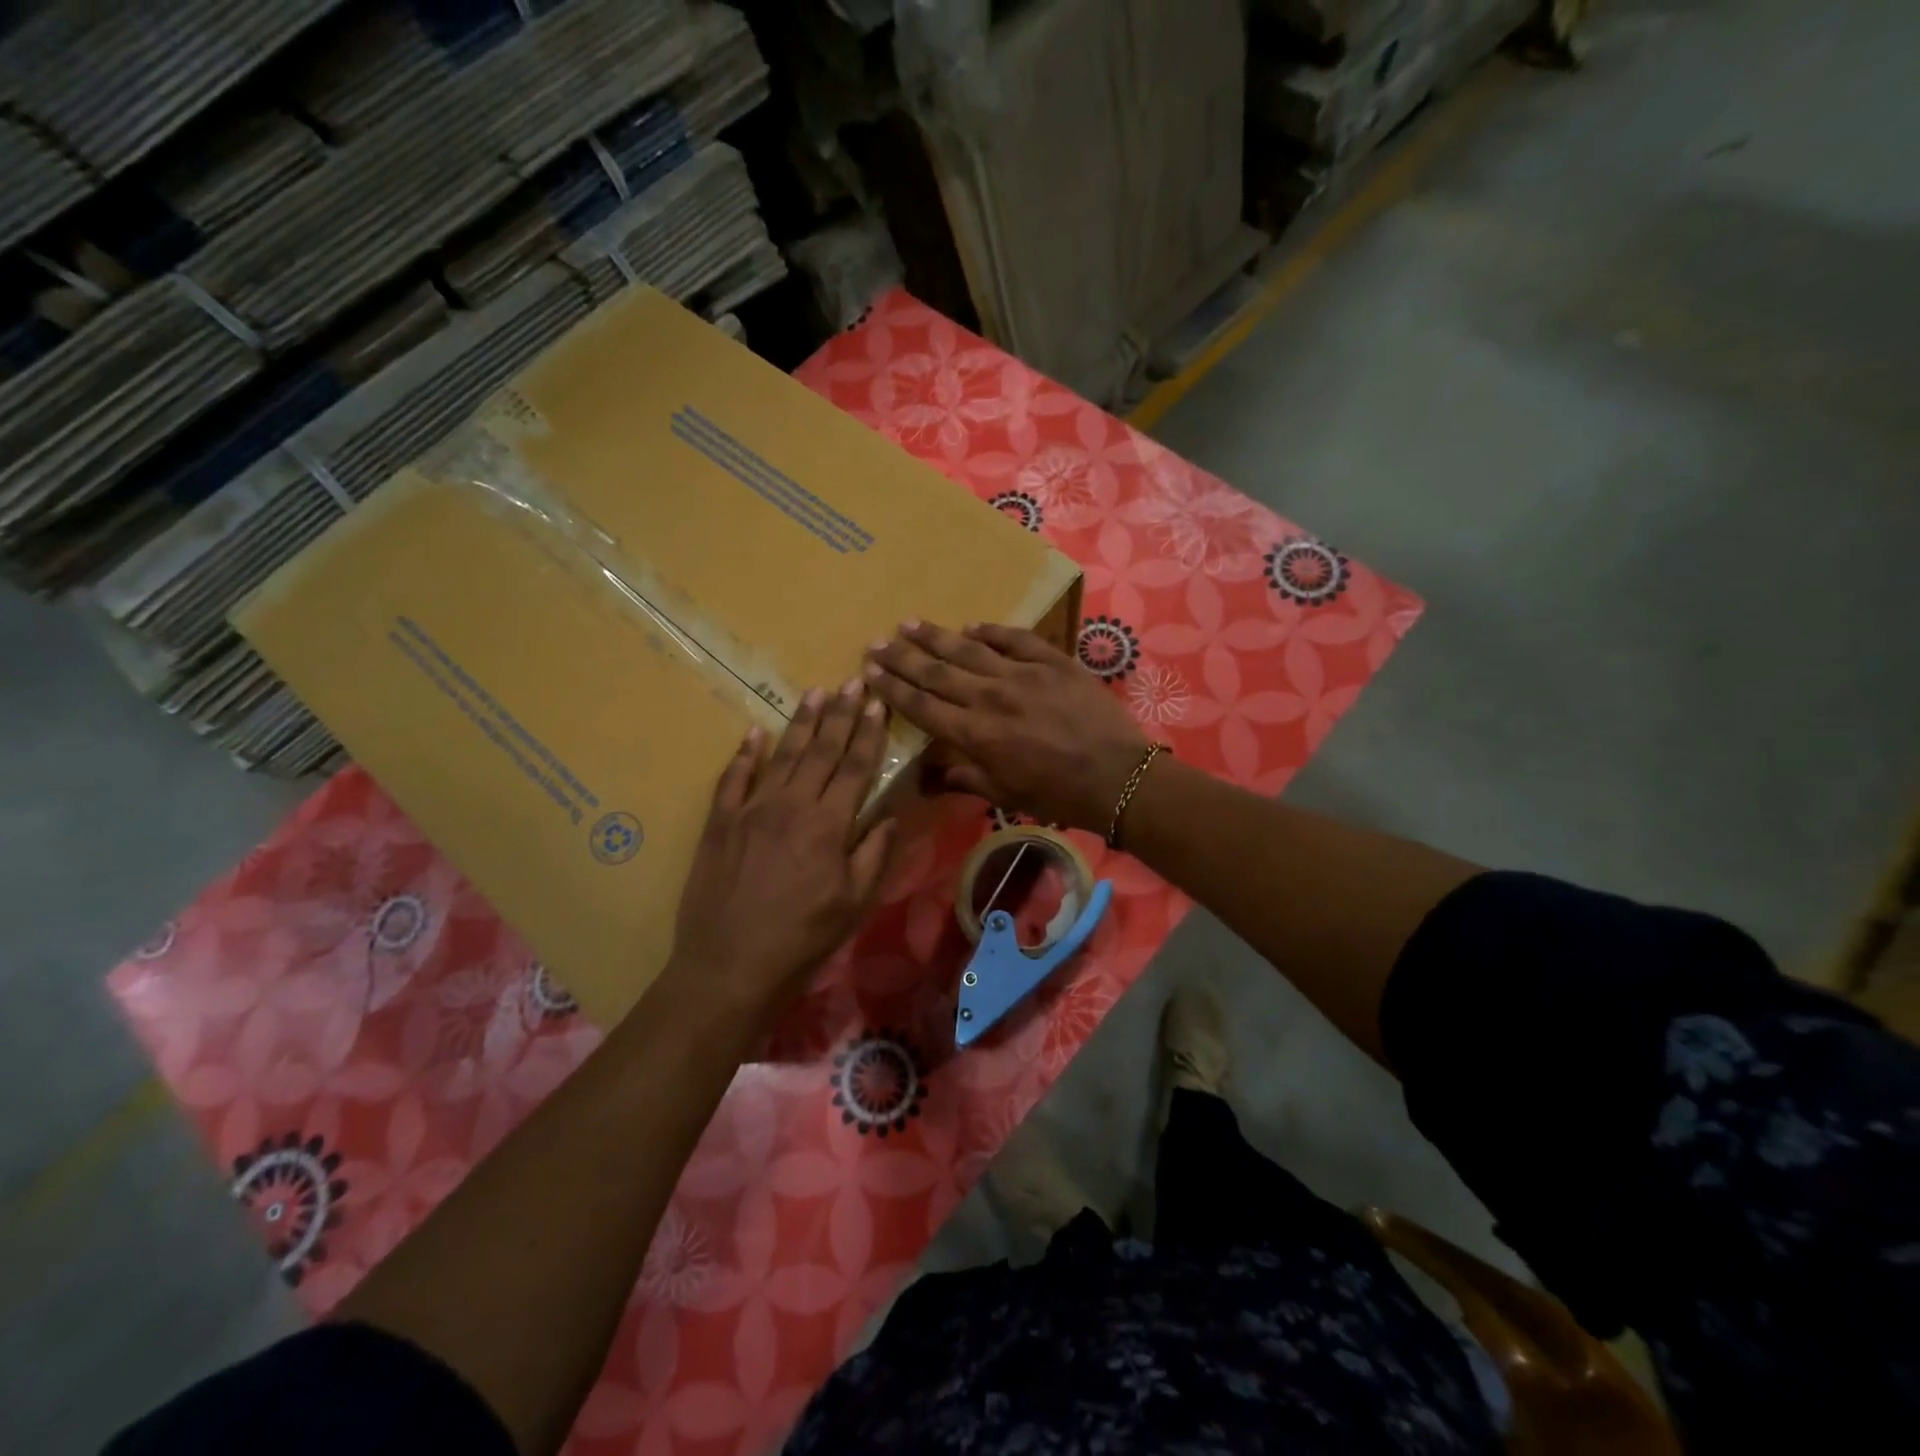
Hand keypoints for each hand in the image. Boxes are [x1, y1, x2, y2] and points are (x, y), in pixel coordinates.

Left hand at [668, 681, 896, 1023]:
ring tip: (814, 692)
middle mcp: (790, 805)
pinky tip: (755, 732)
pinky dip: (745, 753)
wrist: (730, 966)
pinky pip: (733, 778)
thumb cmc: (802, 939)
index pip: (854, 767)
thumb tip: (891, 815)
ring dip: (800, 723)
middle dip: (839, 714)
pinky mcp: (720, 823)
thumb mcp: (854, 903)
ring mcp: (751, 810)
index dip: (868, 733)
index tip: (877, 703)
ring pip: (782, 755)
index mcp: (828, 825)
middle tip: (851, 681)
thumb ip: (874, 854)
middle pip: (820, 751)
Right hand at [865, 621, 1150, 831]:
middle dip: (902, 657)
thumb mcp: (1005, 795)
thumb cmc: (1058, 794)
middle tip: (877, 641)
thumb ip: (964, 779)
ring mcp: (1022, 674)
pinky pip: (1015, 639)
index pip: (922, 706)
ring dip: (936, 637)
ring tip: (910, 624)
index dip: (893, 689)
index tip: (870, 672)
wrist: (1117, 776)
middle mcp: (990, 698)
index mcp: (976, 734)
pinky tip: (972, 625)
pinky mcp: (1052, 660)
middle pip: (937, 672)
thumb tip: (928, 777)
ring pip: (969, 649)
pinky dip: (992, 631)